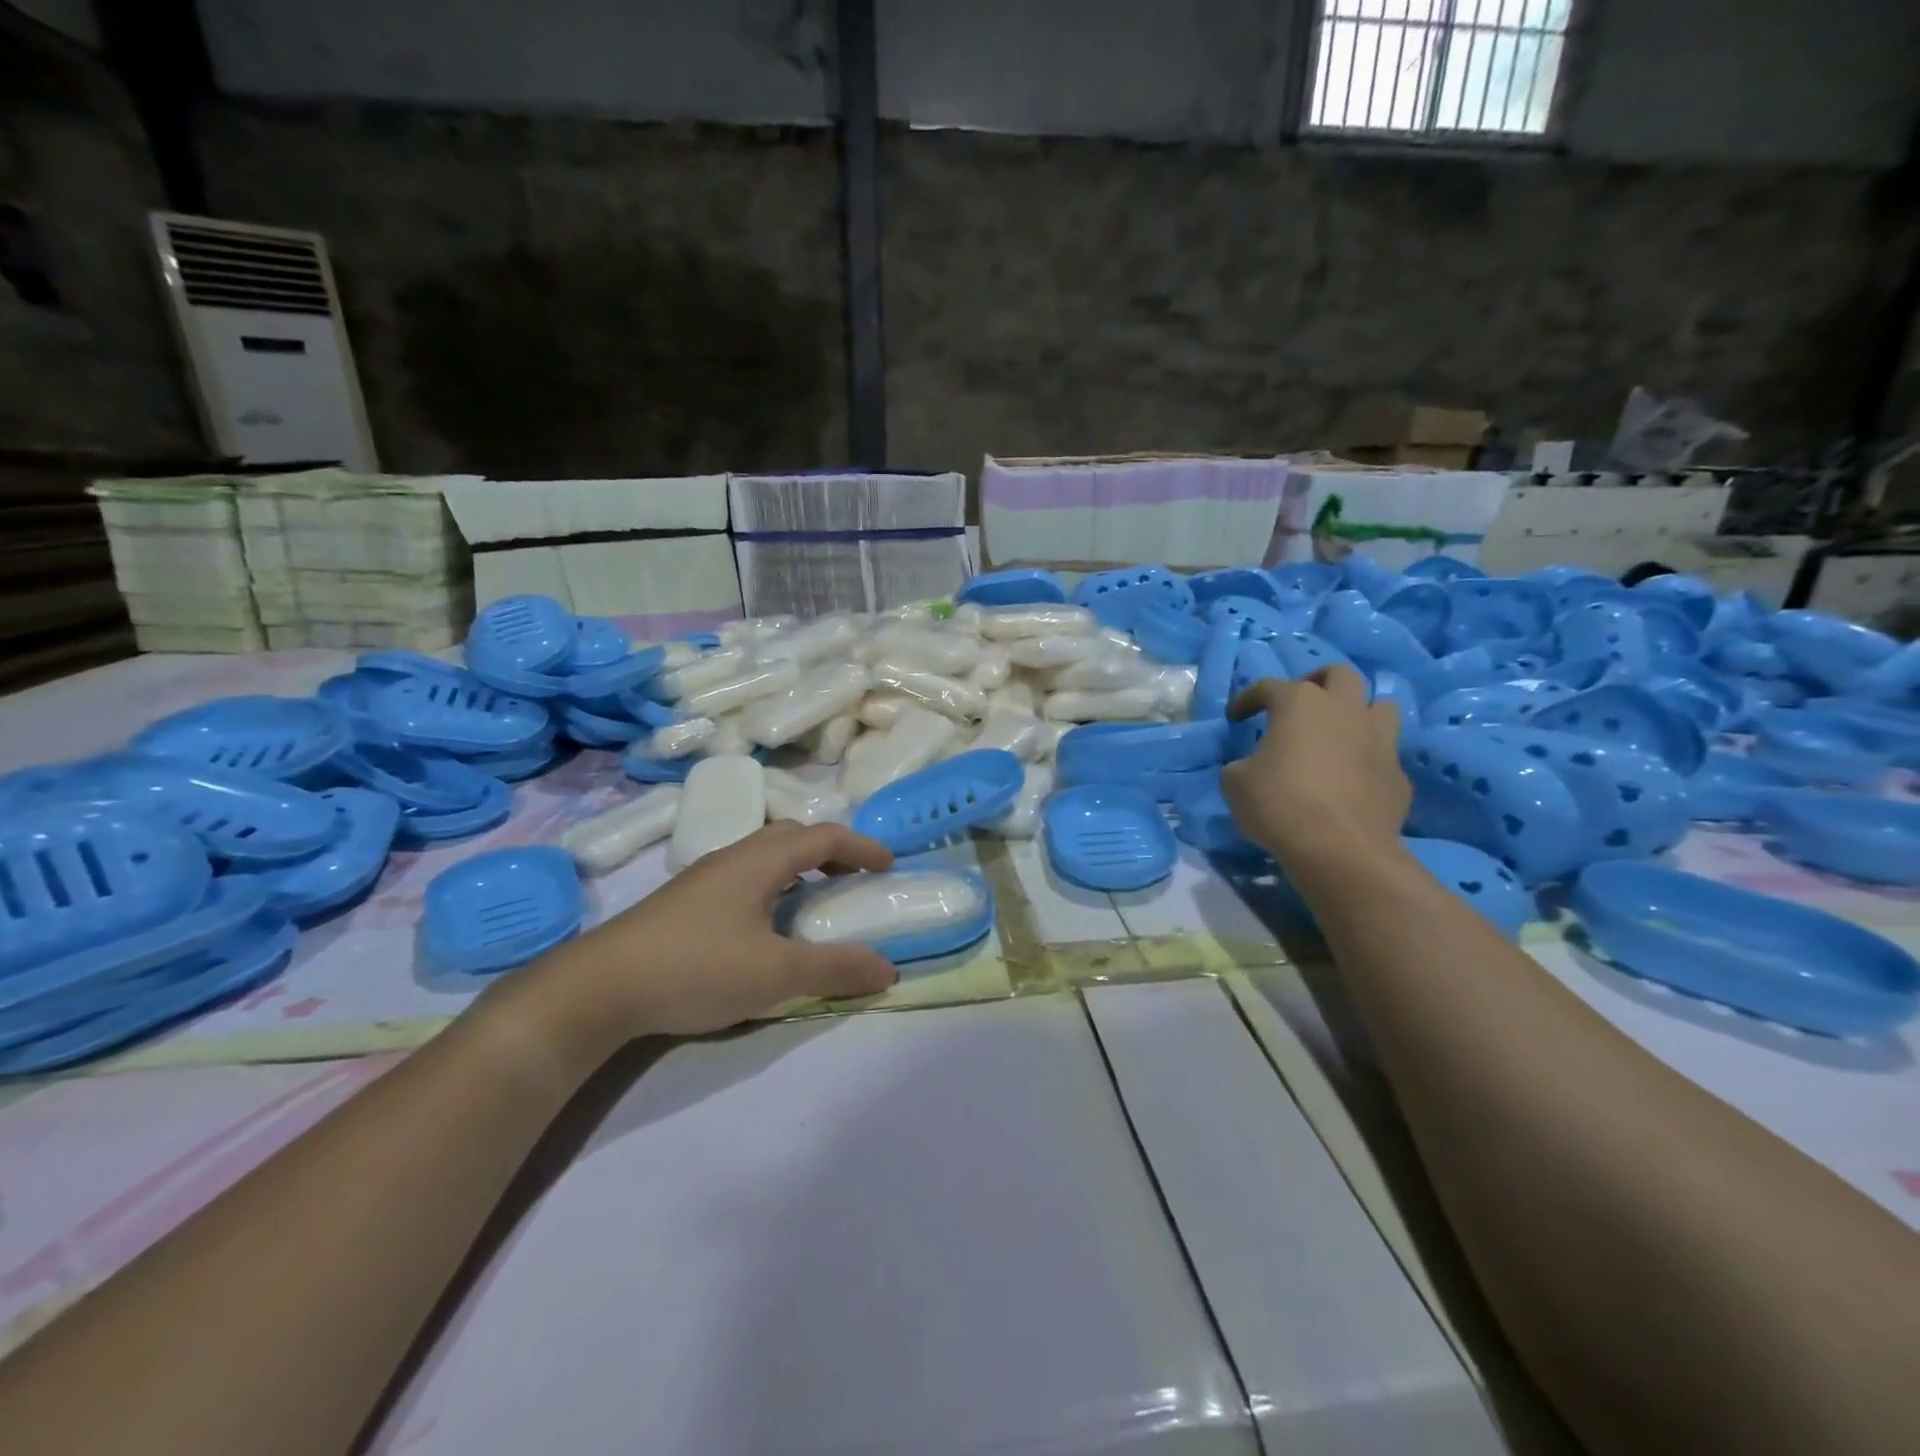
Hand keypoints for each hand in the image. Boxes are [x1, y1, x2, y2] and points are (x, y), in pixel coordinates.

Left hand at [519, 822, 898, 1048]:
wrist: (598, 987)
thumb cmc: (697, 968)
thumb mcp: (776, 974)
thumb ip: (835, 968)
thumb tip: (887, 968)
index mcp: (760, 861)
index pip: (823, 836)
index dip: (861, 845)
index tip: (888, 864)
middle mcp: (733, 857)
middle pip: (792, 836)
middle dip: (830, 850)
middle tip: (853, 877)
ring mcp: (703, 878)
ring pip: (764, 856)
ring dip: (799, 867)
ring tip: (814, 900)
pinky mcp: (683, 902)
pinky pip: (744, 876)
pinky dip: (773, 885)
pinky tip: (765, 924)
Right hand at [1221, 665, 1409, 868]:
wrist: (1340, 849)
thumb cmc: (1279, 804)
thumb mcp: (1235, 782)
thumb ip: (1241, 764)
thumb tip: (1250, 766)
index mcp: (1300, 704)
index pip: (1269, 686)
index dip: (1248, 698)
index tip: (1236, 718)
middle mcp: (1344, 710)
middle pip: (1339, 675)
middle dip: (1317, 682)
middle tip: (1300, 705)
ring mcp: (1380, 740)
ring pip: (1379, 706)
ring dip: (1358, 712)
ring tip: (1338, 733)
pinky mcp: (1398, 775)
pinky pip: (1384, 755)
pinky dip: (1368, 760)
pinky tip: (1352, 780)